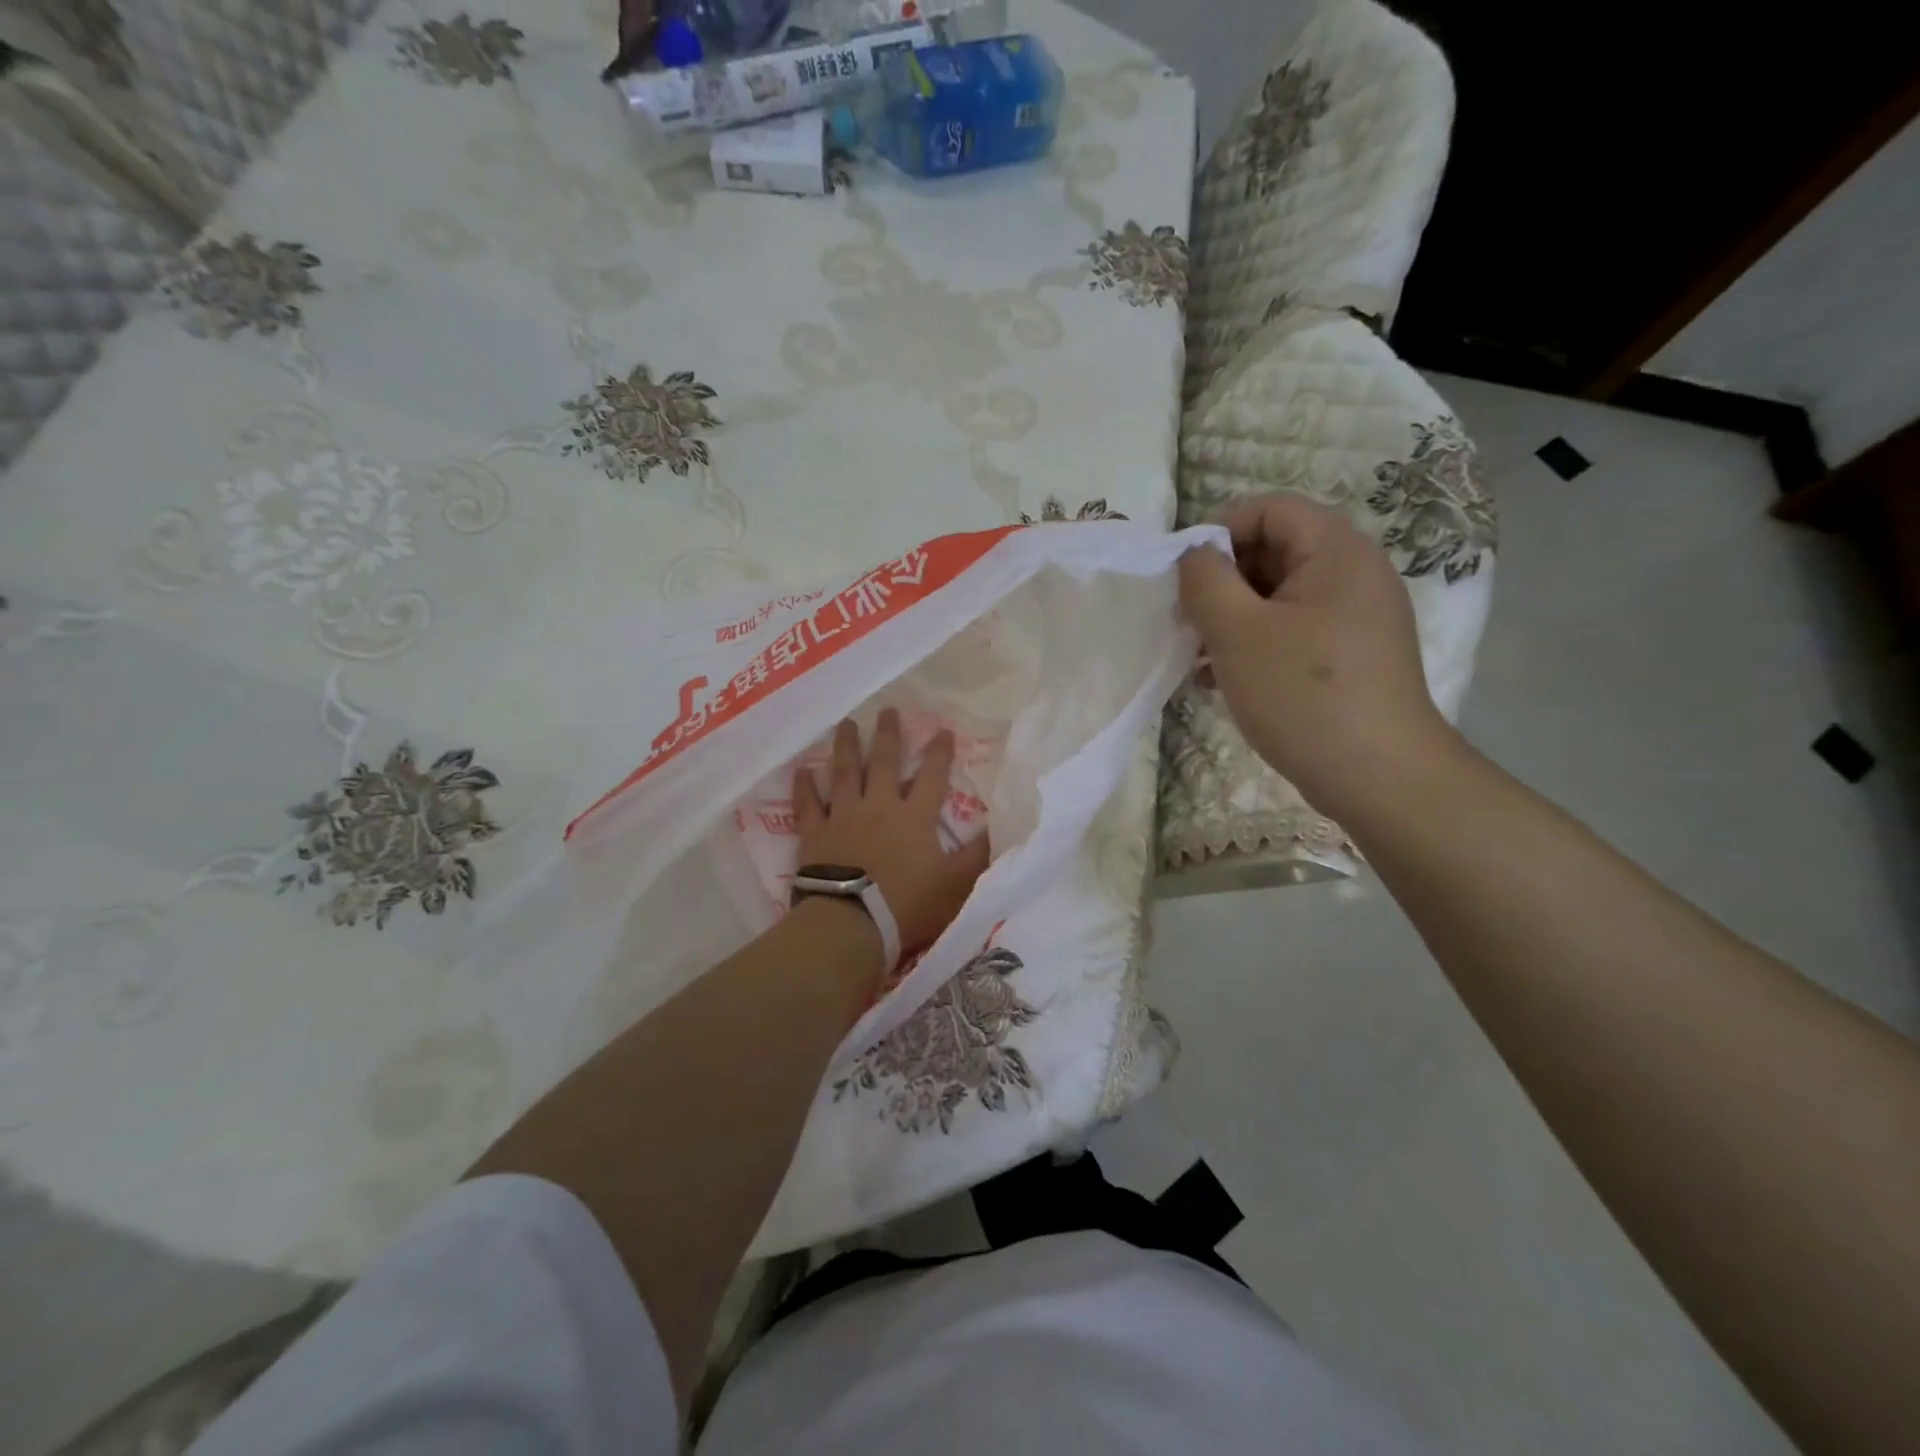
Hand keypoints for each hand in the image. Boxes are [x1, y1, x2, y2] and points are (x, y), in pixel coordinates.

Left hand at [795, 710, 991, 957]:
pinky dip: (804, 787)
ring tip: (846, 723)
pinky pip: (808, 805)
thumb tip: (996, 829)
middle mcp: (879, 806)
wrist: (851, 923)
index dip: (939, 752)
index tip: (942, 730)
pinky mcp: (815, 834)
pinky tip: (801, 770)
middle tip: (887, 710)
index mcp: (914, 816)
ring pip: (845, 773)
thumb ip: (976, 857)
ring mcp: (843, 817)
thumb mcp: (955, 885)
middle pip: (884, 763)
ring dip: (847, 747)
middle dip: (888, 735)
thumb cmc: (907, 904)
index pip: (931, 776)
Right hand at [1179, 493, 1456, 822]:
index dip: (1219, 531)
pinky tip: (1221, 679)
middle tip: (1189, 620)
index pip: (1269, 509)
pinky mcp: (1350, 655)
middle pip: (1274, 550)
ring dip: (1232, 616)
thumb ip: (1205, 580)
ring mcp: (1356, 617)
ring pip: (1279, 595)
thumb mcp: (1237, 632)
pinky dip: (1255, 643)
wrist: (1377, 776)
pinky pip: (1293, 630)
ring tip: (1198, 655)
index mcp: (1336, 551)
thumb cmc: (1302, 694)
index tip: (1185, 577)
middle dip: (1222, 580)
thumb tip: (1194, 555)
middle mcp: (1354, 573)